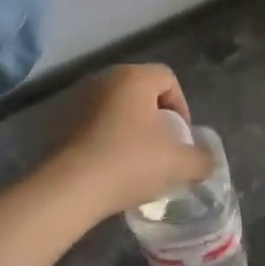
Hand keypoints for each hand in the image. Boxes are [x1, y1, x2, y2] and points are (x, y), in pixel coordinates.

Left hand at [42, 64, 214, 217]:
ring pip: (115, 107)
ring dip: (128, 128)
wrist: (67, 189)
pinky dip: (105, 138)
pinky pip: (92, 123)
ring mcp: (77, 98)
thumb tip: (206, 161)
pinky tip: (108, 167)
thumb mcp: (177, 164)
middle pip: (141, 91)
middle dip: (155, 118)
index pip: (168, 79)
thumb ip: (200, 159)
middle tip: (161, 149)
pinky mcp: (58, 121)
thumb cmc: (128, 163)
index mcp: (134, 76)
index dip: (182, 107)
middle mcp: (104, 78)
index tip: (181, 138)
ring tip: (134, 161)